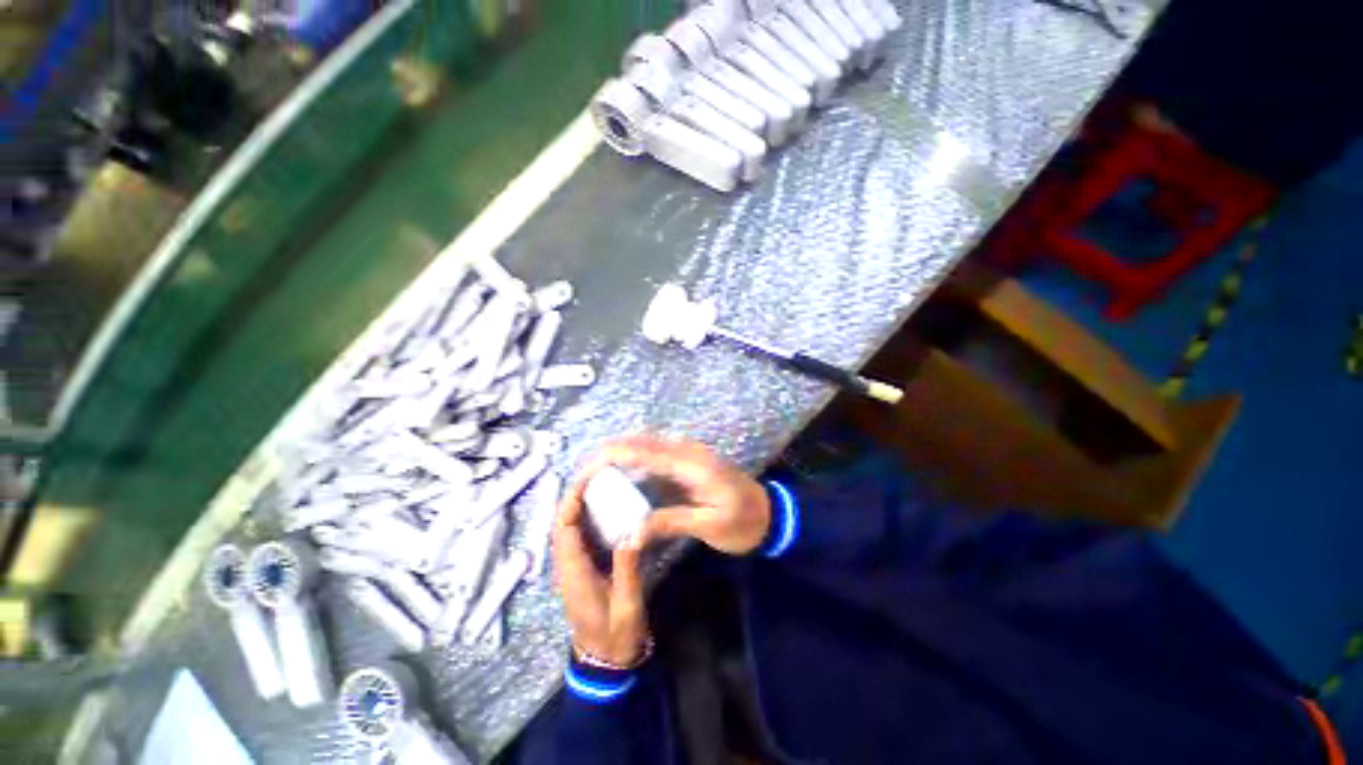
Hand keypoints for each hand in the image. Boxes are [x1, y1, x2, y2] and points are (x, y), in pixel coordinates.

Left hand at [554, 473, 648, 665]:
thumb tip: (631, 532)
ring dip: (580, 506)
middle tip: (598, 476)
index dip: (571, 502)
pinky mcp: (580, 571)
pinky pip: (578, 538)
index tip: (586, 479)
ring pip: (569, 530)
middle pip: (562, 525)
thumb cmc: (616, 636)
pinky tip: (606, 510)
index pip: (564, 530)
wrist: (605, 662)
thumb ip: (628, 569)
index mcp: (574, 573)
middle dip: (575, 497)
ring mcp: (572, 570)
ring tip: (602, 484)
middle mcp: (567, 567)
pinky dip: (587, 519)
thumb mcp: (627, 605)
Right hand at [591, 436, 770, 555]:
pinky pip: (654, 454)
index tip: (585, 470)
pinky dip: (633, 462)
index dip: (612, 456)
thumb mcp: (711, 526)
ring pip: (645, 444)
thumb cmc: (744, 522)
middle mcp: (687, 451)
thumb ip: (672, 522)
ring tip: (594, 477)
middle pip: (640, 441)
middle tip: (583, 477)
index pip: (644, 451)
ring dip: (619, 455)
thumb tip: (630, 533)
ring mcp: (687, 453)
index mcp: (692, 464)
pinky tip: (620, 479)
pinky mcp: (686, 462)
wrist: (770, 513)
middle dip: (609, 453)